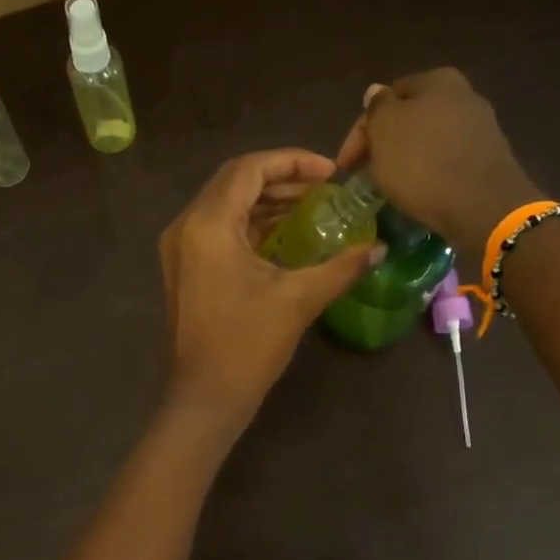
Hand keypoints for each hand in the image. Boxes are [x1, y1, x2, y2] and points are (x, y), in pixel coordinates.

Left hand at [160, 149, 384, 430]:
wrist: (205, 397)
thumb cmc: (247, 346)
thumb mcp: (298, 300)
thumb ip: (341, 267)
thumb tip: (378, 248)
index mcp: (207, 224)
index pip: (249, 169)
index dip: (293, 161)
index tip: (332, 172)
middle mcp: (186, 227)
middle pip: (234, 182)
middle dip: (281, 178)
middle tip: (325, 188)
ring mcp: (180, 249)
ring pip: (225, 206)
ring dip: (266, 202)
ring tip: (311, 207)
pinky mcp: (184, 269)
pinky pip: (218, 230)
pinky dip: (250, 225)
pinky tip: (285, 235)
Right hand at [336, 68, 539, 251]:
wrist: (481, 204)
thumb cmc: (423, 163)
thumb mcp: (385, 131)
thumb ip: (376, 108)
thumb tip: (376, 92)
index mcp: (436, 80)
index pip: (385, 98)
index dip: (360, 131)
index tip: (346, 165)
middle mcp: (463, 94)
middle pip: (410, 119)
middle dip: (385, 144)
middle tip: (364, 174)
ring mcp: (480, 127)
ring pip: (428, 141)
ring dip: (406, 159)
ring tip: (388, 186)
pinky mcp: (488, 159)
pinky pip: (447, 161)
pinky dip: (429, 173)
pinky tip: (419, 191)